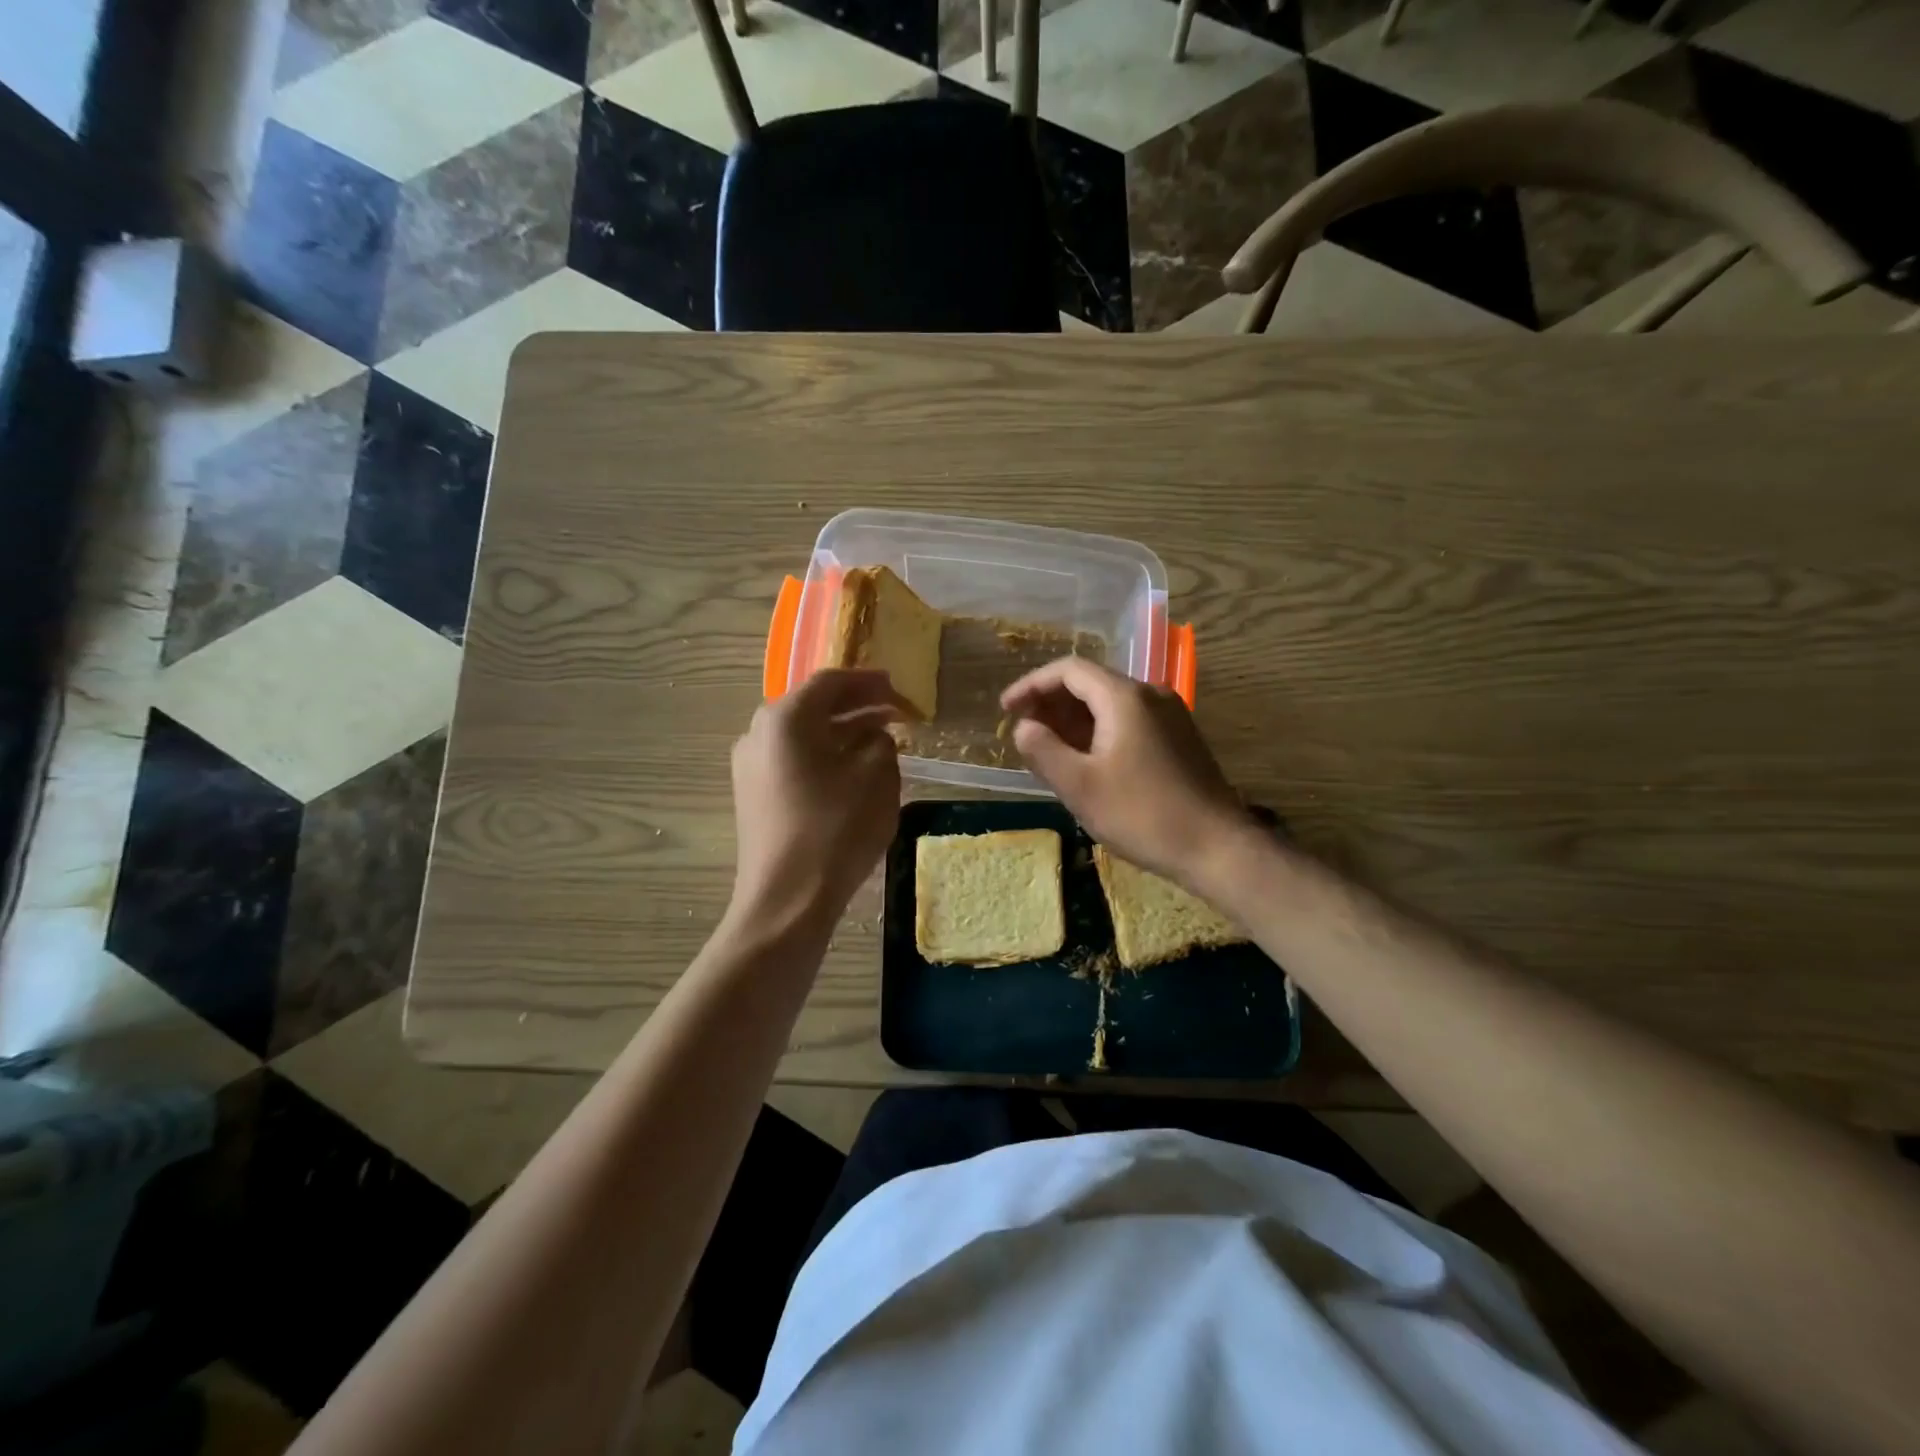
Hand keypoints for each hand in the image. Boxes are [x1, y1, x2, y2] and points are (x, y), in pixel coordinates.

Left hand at [730, 669, 908, 929]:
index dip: (869, 682)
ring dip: (842, 732)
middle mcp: (758, 733)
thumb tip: (872, 736)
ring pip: (804, 736)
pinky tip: (852, 771)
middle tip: (894, 712)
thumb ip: (881, 741)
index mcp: (785, 719)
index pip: (831, 682)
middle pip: (813, 706)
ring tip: (881, 739)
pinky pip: (794, 761)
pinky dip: (825, 756)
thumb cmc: (836, 830)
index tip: (898, 688)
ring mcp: (750, 767)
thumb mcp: (876, 777)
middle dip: (857, 706)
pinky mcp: (753, 796)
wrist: (787, 901)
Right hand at [1001, 657, 1252, 893]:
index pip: (1069, 670)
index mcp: (1125, 698)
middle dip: (1051, 702)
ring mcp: (1169, 716)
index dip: (1031, 685)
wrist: (1217, 847)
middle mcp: (1150, 695)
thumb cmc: (1142, 815)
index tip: (1005, 710)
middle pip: (1090, 683)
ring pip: (1109, 703)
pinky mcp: (1178, 738)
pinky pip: (1128, 721)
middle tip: (1022, 729)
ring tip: (1046, 746)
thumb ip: (1043, 750)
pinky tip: (1084, 759)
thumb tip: (1024, 727)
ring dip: (1073, 719)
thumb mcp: (1080, 786)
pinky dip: (1098, 731)